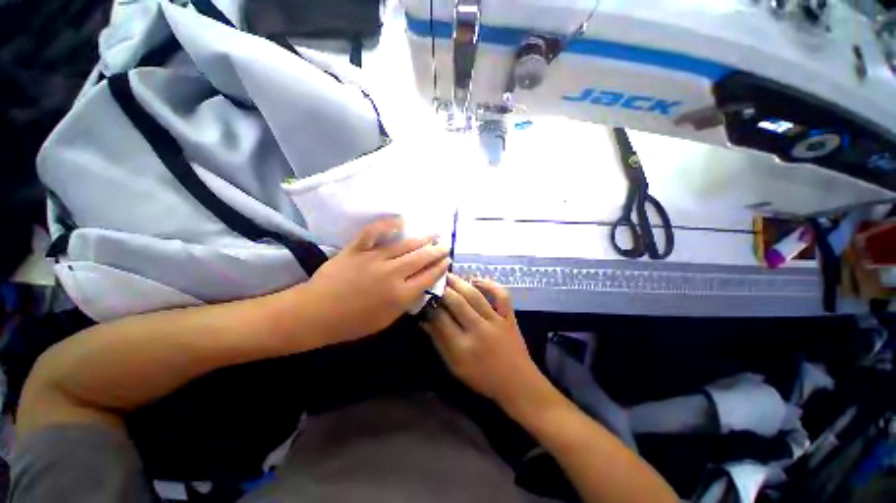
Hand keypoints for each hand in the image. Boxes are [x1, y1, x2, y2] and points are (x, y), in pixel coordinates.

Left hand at [304, 218, 449, 343]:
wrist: (316, 313)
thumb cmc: (352, 323)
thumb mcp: (386, 321)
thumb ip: (405, 303)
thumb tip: (419, 287)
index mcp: (400, 295)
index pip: (428, 277)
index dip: (440, 268)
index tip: (447, 261)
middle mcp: (392, 273)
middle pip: (421, 258)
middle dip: (437, 251)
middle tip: (446, 245)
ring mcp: (374, 258)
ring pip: (404, 245)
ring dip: (422, 239)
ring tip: (434, 234)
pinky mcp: (357, 249)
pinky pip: (373, 232)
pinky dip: (387, 225)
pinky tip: (401, 221)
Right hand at [422, 274, 545, 405]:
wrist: (517, 383)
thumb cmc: (482, 377)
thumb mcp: (455, 366)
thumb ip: (439, 342)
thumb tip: (424, 320)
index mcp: (462, 347)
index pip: (440, 318)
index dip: (430, 305)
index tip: (424, 297)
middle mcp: (478, 330)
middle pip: (456, 302)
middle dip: (442, 289)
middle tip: (434, 281)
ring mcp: (496, 321)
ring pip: (474, 295)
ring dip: (459, 282)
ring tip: (448, 275)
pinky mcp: (509, 316)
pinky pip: (501, 295)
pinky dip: (489, 284)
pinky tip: (476, 280)